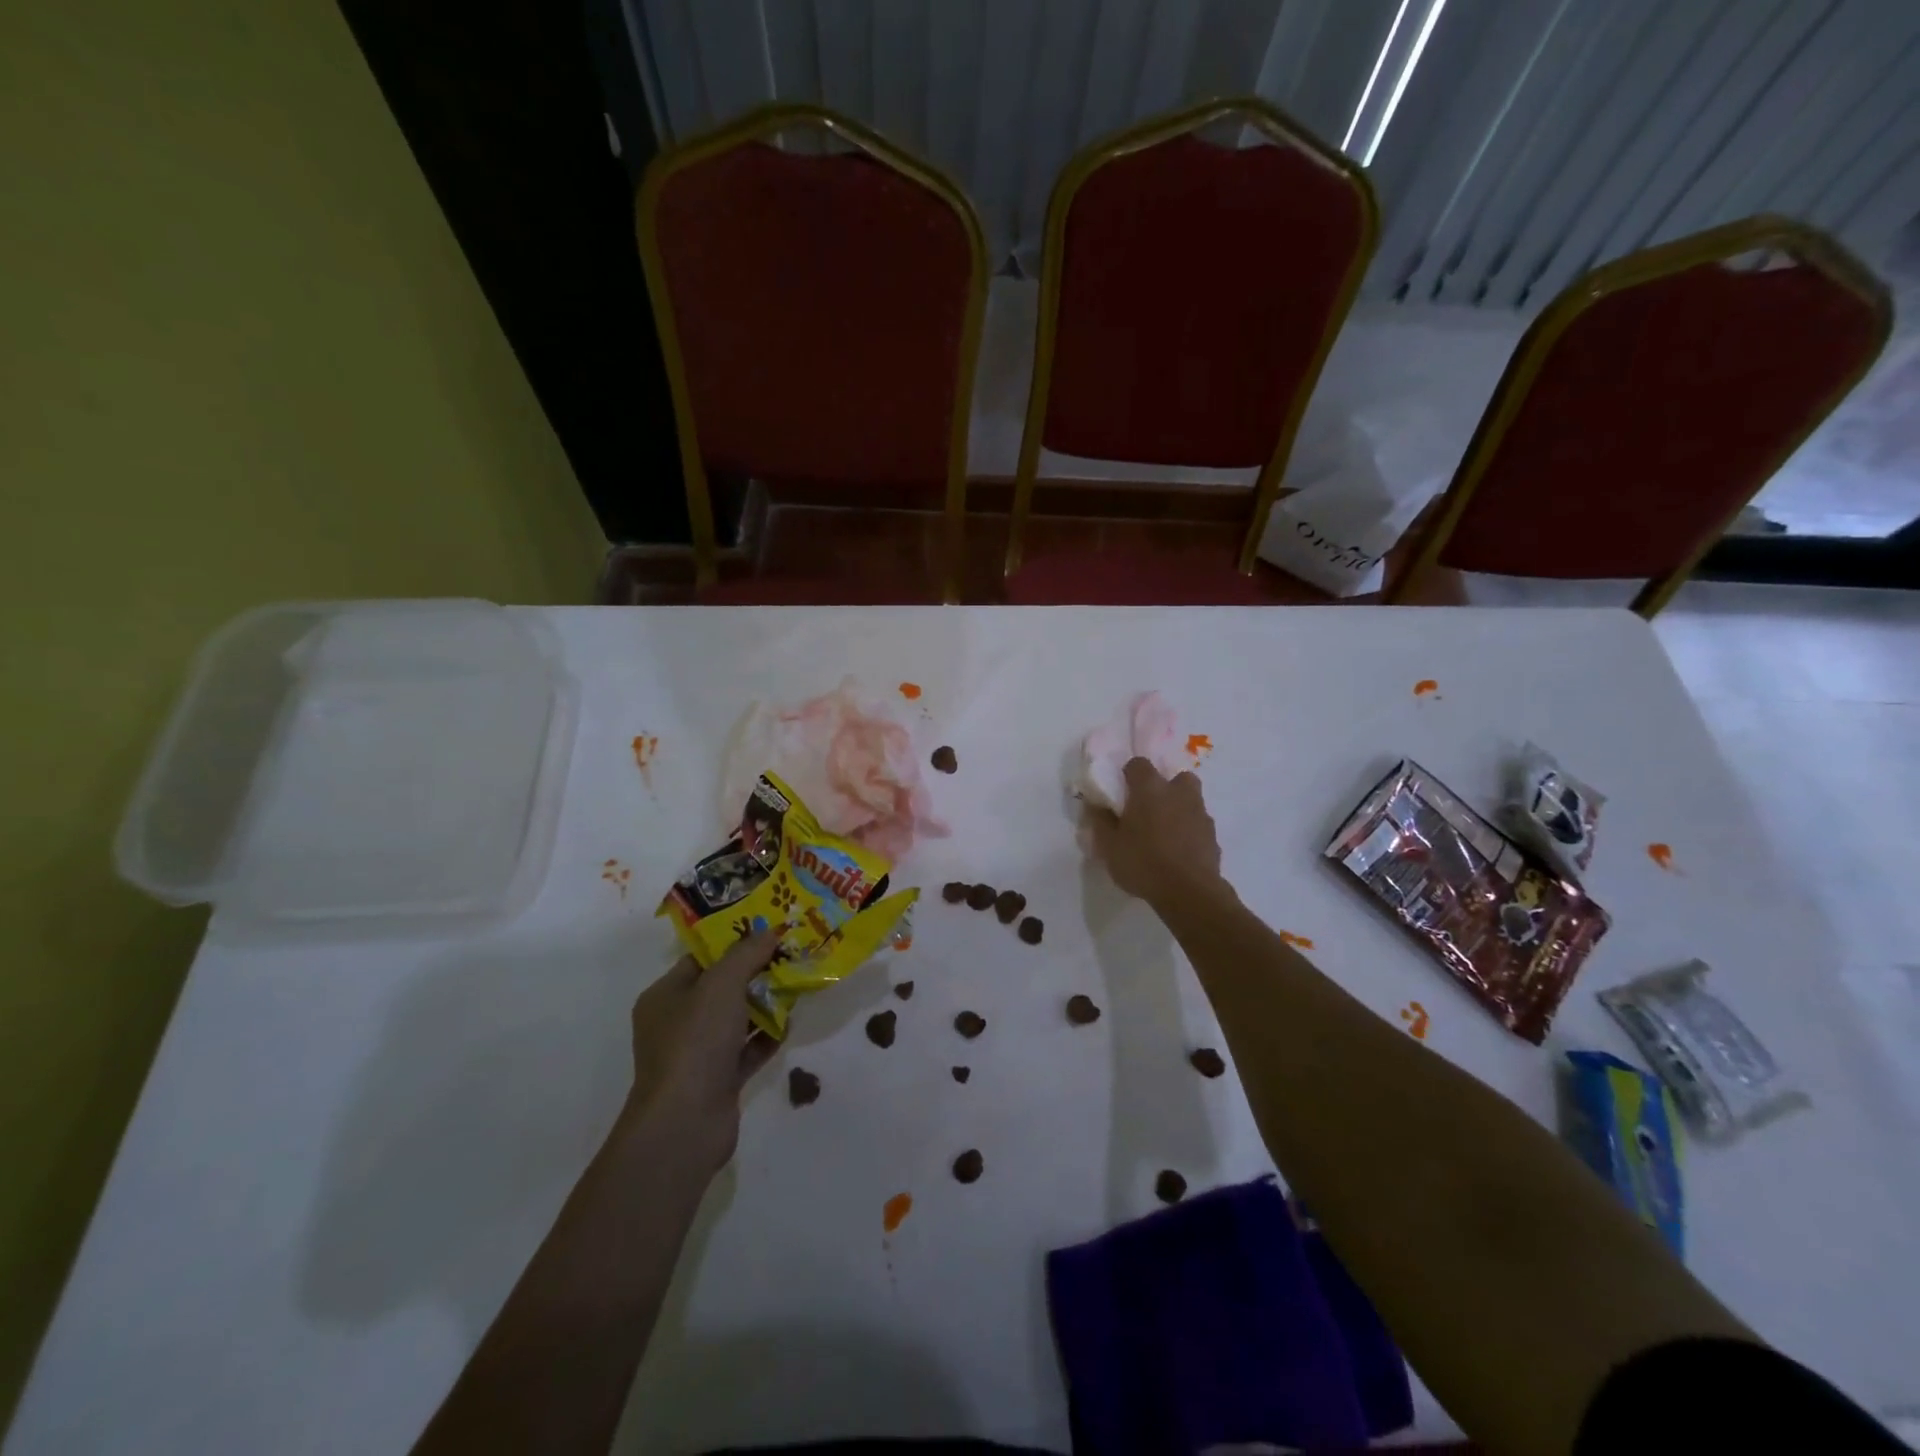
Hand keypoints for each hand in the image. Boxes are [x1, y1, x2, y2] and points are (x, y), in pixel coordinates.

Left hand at [620, 931, 780, 1174]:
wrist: (685, 1123)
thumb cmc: (695, 1042)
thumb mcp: (722, 984)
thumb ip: (747, 954)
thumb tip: (770, 931)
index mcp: (665, 996)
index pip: (701, 959)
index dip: (734, 942)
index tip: (768, 929)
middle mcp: (677, 1023)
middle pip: (722, 988)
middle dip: (756, 972)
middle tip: (790, 954)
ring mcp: (698, 1054)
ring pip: (737, 1019)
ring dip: (765, 1003)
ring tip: (798, 984)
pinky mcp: (719, 1080)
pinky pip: (747, 1049)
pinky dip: (767, 1037)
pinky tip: (790, 1023)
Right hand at [1086, 757, 1226, 908]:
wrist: (1189, 892)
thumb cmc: (1142, 862)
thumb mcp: (1109, 846)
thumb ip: (1100, 821)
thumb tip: (1095, 804)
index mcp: (1150, 789)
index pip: (1138, 764)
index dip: (1129, 774)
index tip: (1121, 791)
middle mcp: (1178, 793)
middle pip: (1175, 776)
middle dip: (1164, 787)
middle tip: (1149, 808)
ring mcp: (1200, 813)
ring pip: (1190, 799)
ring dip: (1179, 807)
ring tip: (1164, 831)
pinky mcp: (1213, 835)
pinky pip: (1198, 824)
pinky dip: (1189, 830)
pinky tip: (1178, 850)